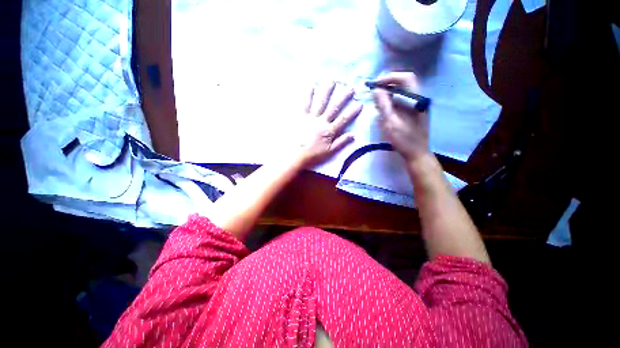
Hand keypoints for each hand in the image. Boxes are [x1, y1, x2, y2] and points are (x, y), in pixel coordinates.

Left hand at [296, 82, 362, 165]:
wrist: (297, 155)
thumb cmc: (314, 155)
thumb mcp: (330, 152)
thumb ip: (341, 142)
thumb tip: (353, 135)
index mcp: (329, 131)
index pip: (343, 120)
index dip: (352, 112)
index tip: (360, 104)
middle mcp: (322, 122)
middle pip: (334, 108)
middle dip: (343, 98)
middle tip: (350, 88)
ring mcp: (311, 118)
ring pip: (321, 103)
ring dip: (327, 92)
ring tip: (332, 81)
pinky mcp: (302, 117)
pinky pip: (305, 104)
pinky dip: (308, 95)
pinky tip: (312, 86)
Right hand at [372, 72, 429, 162]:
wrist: (417, 153)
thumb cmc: (404, 139)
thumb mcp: (390, 122)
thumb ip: (383, 105)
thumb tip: (376, 90)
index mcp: (416, 99)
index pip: (405, 78)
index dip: (389, 78)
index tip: (375, 84)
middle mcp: (419, 98)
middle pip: (405, 82)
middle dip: (388, 83)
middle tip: (375, 90)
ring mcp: (418, 105)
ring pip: (403, 91)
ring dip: (390, 91)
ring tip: (377, 98)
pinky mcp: (415, 111)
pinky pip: (403, 99)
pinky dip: (393, 99)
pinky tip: (385, 106)